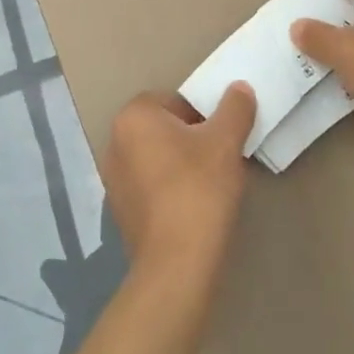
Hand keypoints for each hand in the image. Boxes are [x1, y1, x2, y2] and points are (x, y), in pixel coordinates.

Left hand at [102, 87, 255, 281]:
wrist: (176, 265)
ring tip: (210, 185)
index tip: (220, 136)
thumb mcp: (226, 142)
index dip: (201, 115)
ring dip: (180, 165)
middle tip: (219, 158)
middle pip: (163, 129)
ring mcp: (114, 181)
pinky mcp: (121, 213)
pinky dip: (170, 191)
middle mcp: (115, 143)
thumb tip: (240, 88)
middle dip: (191, 139)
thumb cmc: (198, 189)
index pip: (172, 101)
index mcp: (133, 117)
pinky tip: (193, 209)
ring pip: (156, 159)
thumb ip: (234, 108)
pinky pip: (150, 188)